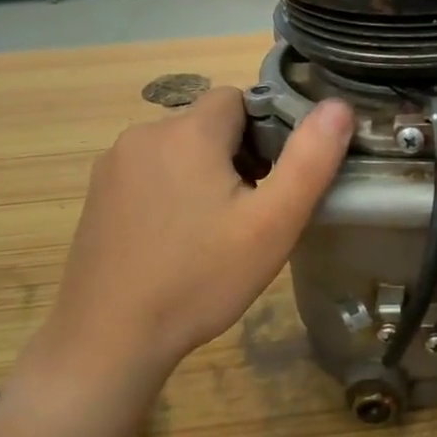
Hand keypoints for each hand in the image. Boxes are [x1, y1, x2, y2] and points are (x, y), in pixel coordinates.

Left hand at [28, 88, 352, 399]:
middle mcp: (143, 135)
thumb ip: (310, 160)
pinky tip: (176, 241)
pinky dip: (170, 193)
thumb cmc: (201, 278)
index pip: (238, 99)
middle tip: (252, 214)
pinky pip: (149, 175)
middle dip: (237, 156)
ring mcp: (113, 166)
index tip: (276, 179)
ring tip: (216, 232)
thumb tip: (339, 106)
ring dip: (203, 174)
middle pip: (208, 125)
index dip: (267, 131)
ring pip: (178, 151)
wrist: (110, 337)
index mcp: (187, 132)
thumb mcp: (272, 223)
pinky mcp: (97, 196)